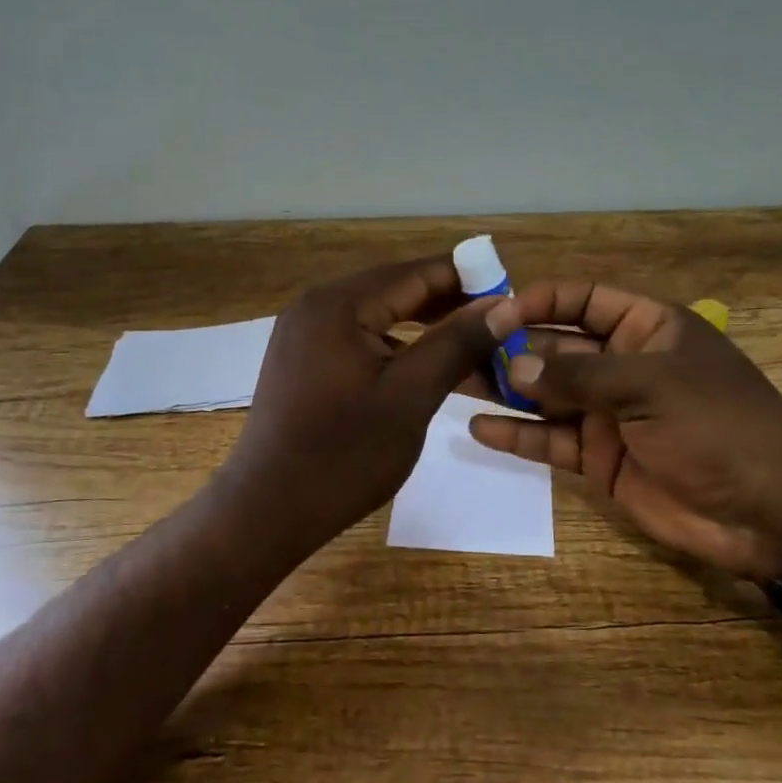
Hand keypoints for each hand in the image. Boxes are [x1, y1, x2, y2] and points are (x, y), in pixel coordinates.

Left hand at [215, 256, 498, 555]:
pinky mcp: (301, 361)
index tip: (513, 297)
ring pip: (379, 317)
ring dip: (425, 330)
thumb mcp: (411, 396)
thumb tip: (505, 306)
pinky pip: (359, 340)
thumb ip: (458, 343)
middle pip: (396, 290)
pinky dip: (396, 349)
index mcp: (339, 303)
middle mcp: (316, 306)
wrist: (268, 510)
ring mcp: (304, 334)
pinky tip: (425, 368)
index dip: (469, 279)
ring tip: (472, 349)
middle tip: (500, 328)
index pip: (417, 272)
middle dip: (449, 306)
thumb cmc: (344, 454)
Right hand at [471, 281, 781, 579]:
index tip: (492, 311)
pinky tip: (479, 429)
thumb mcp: (650, 386)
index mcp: (647, 328)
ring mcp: (610, 413)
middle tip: (456, 348)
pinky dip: (519, 435)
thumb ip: (578, 376)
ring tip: (454, 382)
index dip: (540, 301)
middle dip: (511, 347)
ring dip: (506, 389)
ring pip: (547, 395)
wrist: (767, 512)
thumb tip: (513, 367)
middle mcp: (624, 365)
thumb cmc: (717, 426)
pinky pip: (552, 440)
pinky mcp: (601, 458)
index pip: (584, 300)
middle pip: (557, 347)